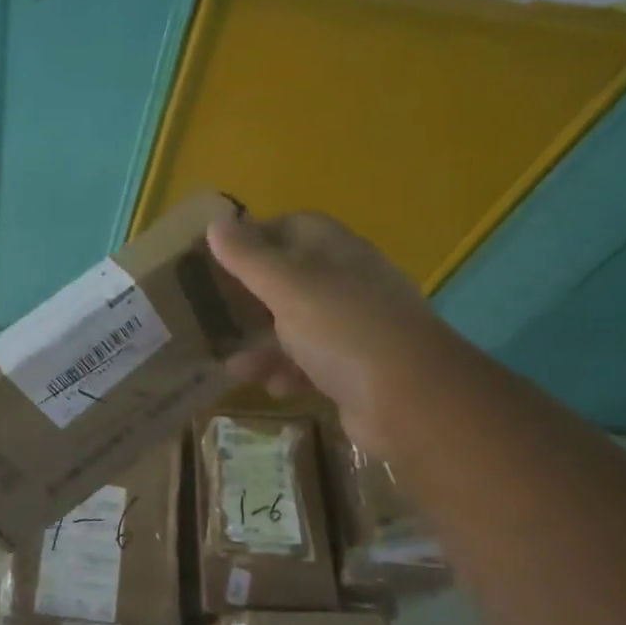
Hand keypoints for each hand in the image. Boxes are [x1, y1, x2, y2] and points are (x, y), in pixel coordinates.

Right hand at [207, 210, 433, 451]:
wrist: (411, 401)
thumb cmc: (345, 331)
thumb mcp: (289, 288)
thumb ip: (249, 258)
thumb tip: (216, 222)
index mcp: (337, 252)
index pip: (294, 226)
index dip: (256, 236)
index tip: (219, 256)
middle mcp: (348, 284)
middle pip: (291, 279)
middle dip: (251, 298)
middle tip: (214, 312)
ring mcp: (354, 328)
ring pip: (297, 326)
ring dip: (264, 344)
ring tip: (234, 366)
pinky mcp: (354, 369)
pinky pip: (311, 364)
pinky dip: (288, 372)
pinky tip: (272, 388)